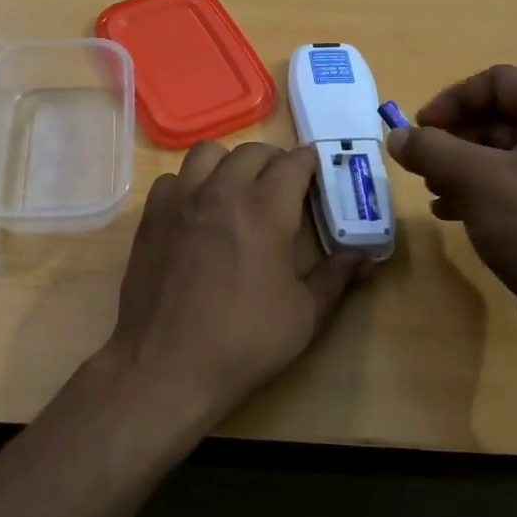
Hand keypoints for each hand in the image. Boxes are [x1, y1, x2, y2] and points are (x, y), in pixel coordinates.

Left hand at [107, 141, 369, 426]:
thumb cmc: (243, 342)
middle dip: (274, 162)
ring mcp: (181, 199)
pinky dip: (189, 183)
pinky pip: (173, 178)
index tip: (318, 177)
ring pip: (207, 153)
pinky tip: (196, 211)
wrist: (166, 365)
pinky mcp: (152, 215)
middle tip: (283, 189)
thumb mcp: (304, 316)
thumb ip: (336, 277)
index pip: (294, 162)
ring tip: (237, 190)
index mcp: (266, 209)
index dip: (311, 164)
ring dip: (229, 163)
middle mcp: (222, 191)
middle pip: (253, 151)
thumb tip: (364, 256)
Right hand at [386, 66, 516, 373]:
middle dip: (453, 137)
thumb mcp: (476, 182)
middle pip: (500, 116)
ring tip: (432, 190)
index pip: (499, 81)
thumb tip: (397, 136)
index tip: (421, 130)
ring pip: (503, 153)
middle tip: (421, 163)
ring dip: (460, 165)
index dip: (453, 99)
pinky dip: (479, 190)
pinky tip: (451, 213)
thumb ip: (431, 150)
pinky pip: (514, 184)